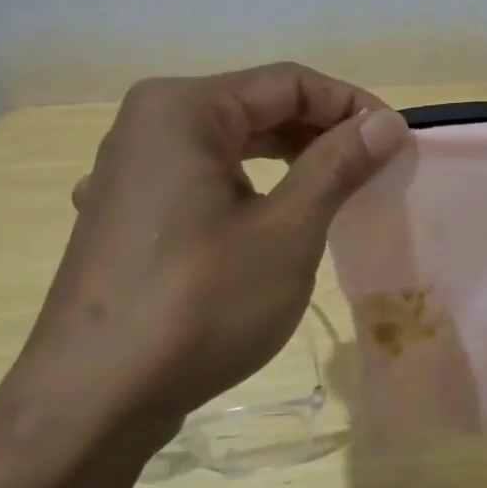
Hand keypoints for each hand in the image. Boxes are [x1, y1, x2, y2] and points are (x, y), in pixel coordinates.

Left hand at [0, 64, 409, 466]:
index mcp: (183, 108)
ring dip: (290, 159)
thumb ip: (338, 165)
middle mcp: (149, 123)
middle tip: (375, 166)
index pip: (288, 82)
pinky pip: (203, 176)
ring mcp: (130, 169)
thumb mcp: (287, 231)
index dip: (351, 105)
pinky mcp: (127, 211)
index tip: (396, 140)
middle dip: (322, 131)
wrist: (90, 404)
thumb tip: (387, 121)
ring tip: (339, 188)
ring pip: (231, 143)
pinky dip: (250, 185)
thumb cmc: (198, 305)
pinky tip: (273, 216)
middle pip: (257, 106)